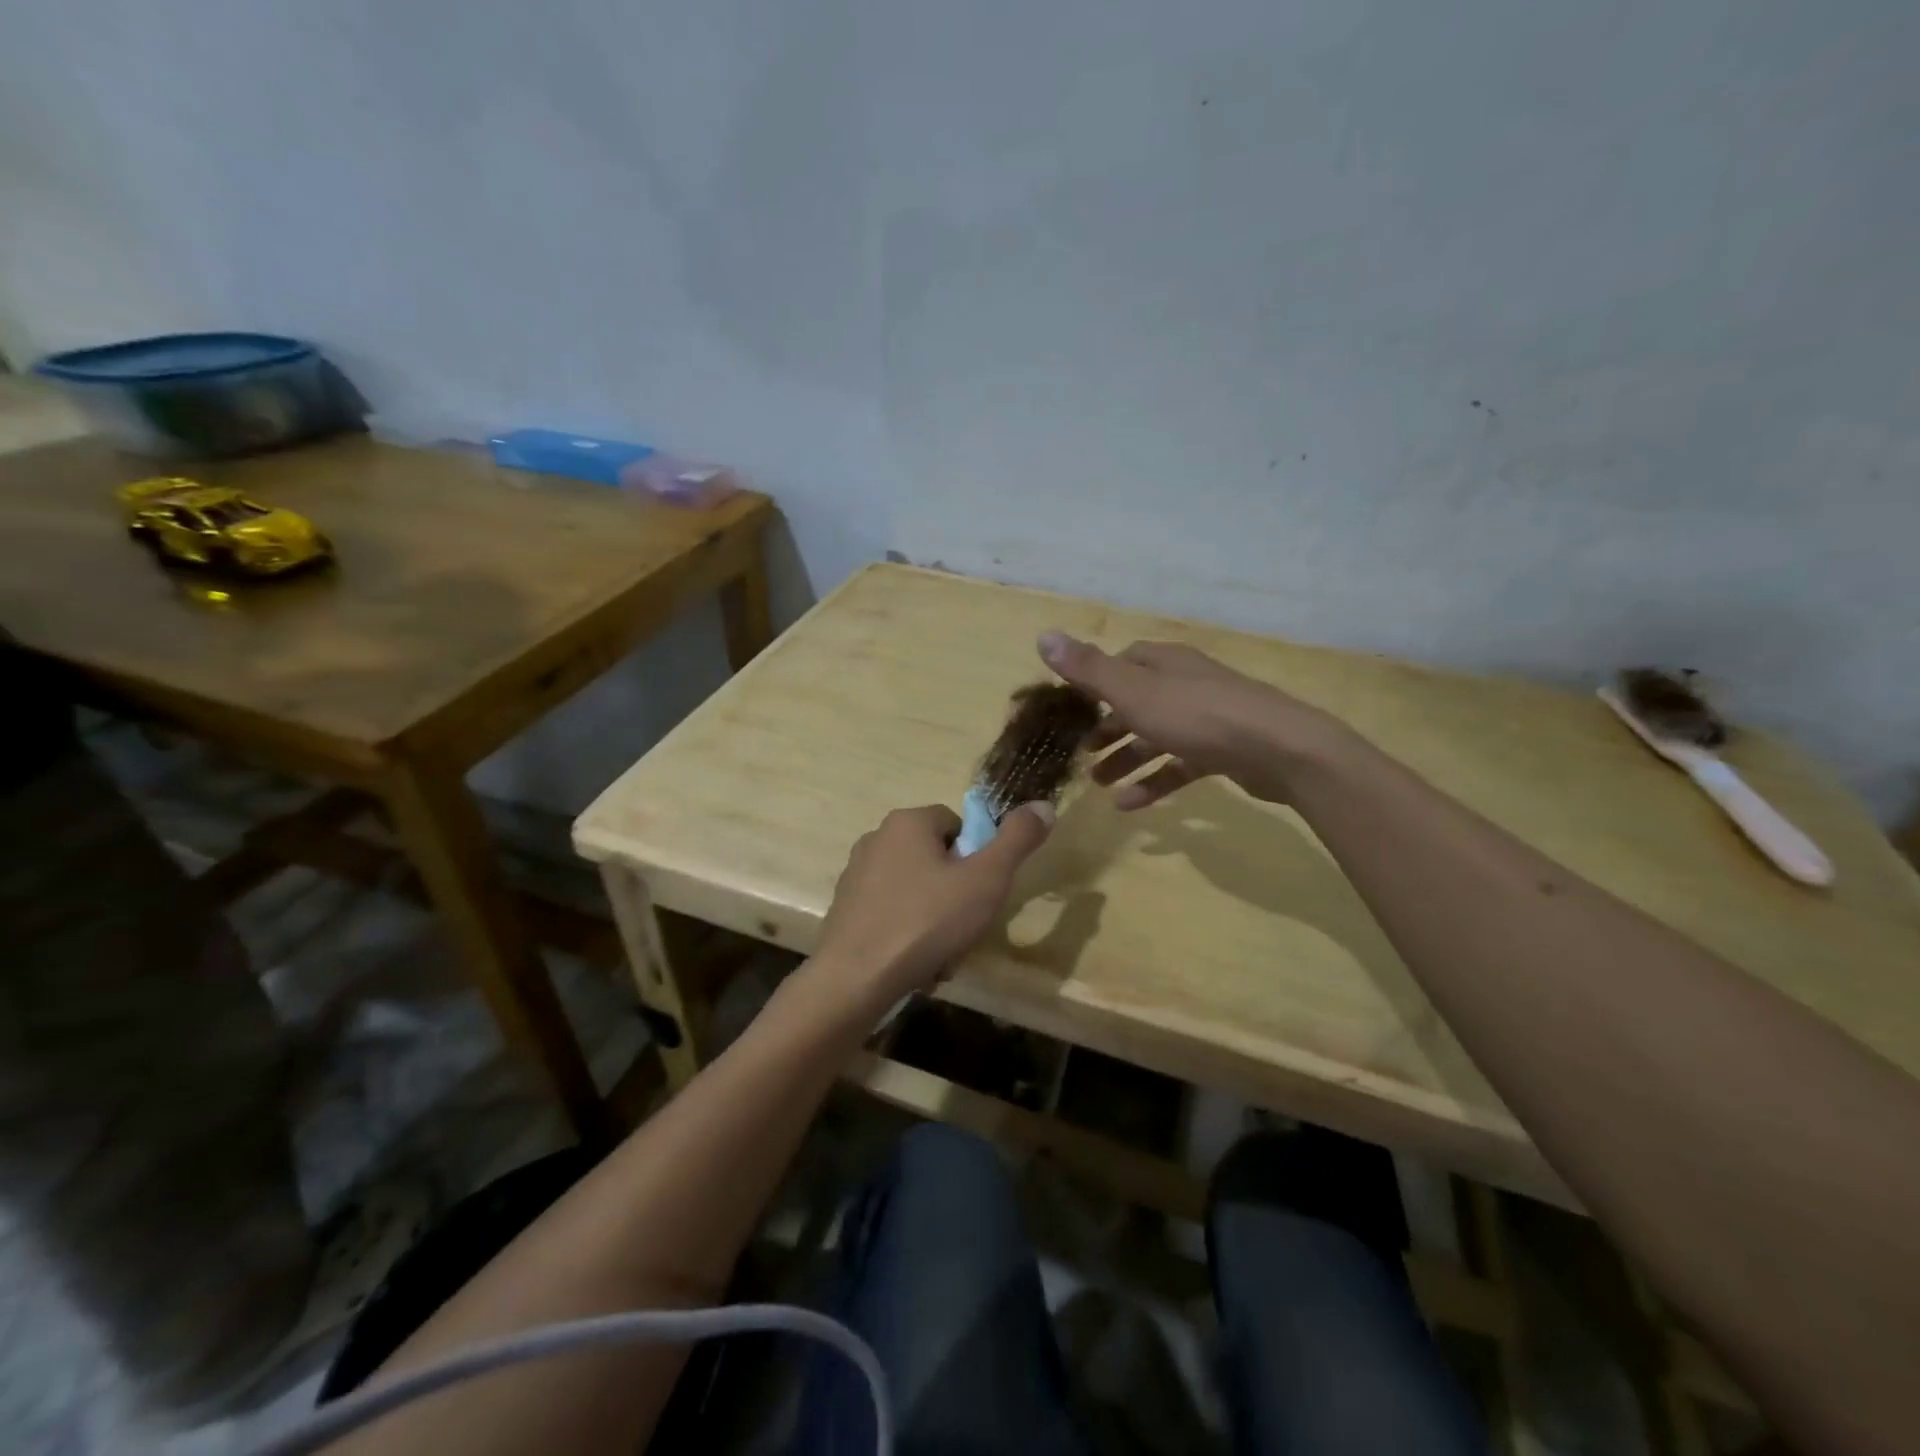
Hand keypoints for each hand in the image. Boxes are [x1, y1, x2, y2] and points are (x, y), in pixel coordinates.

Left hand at [811, 801, 1054, 1009]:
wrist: (855, 979)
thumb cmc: (927, 921)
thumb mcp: (986, 879)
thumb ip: (1017, 840)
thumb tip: (1044, 805)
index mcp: (908, 822)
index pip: (958, 825)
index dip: (977, 859)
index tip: (980, 894)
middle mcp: (877, 838)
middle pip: (936, 859)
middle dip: (957, 895)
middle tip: (965, 929)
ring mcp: (856, 874)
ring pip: (916, 891)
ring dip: (935, 920)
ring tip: (941, 956)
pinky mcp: (845, 909)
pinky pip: (891, 913)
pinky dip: (908, 934)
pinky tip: (915, 965)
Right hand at [1037, 632, 1347, 809]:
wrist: (1278, 749)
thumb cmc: (1198, 716)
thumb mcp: (1134, 692)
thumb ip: (1088, 670)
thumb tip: (1043, 636)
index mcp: (1164, 664)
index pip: (1123, 662)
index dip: (1096, 681)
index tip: (1073, 706)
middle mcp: (1185, 684)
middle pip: (1138, 702)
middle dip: (1108, 727)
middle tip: (1082, 751)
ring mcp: (1207, 718)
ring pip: (1156, 736)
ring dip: (1126, 758)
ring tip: (1098, 784)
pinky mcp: (1222, 751)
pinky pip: (1179, 765)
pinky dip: (1154, 781)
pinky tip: (1130, 805)